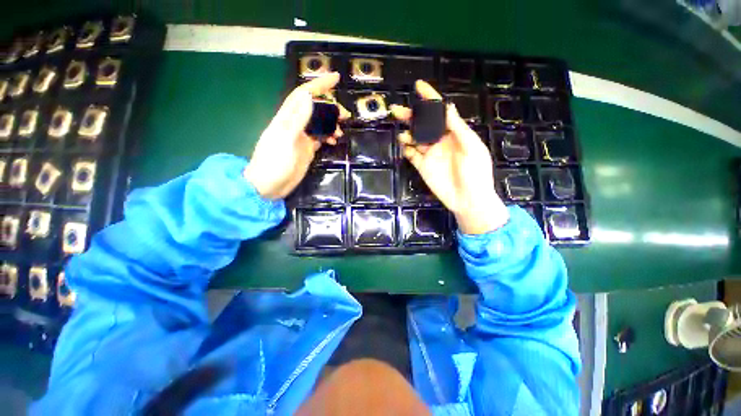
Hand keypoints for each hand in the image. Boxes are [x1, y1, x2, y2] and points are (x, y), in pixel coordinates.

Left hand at [244, 73, 348, 198]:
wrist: (268, 186)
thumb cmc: (274, 163)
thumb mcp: (285, 141)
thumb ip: (297, 120)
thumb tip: (310, 98)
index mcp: (287, 119)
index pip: (304, 95)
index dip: (319, 85)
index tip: (336, 78)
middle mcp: (295, 125)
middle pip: (315, 109)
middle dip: (330, 107)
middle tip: (345, 115)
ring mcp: (302, 138)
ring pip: (319, 124)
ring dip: (331, 124)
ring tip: (341, 131)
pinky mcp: (306, 149)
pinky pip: (320, 138)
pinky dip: (328, 136)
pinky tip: (334, 141)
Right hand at [390, 81, 508, 234]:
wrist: (468, 200)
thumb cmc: (476, 173)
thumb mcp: (471, 147)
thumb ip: (458, 128)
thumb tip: (447, 106)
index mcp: (454, 133)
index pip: (440, 112)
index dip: (430, 99)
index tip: (418, 86)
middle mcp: (440, 141)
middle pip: (423, 124)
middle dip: (411, 115)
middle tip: (397, 110)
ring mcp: (430, 154)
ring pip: (415, 138)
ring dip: (407, 133)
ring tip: (402, 132)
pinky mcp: (423, 166)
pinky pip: (412, 155)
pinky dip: (407, 149)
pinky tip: (404, 145)